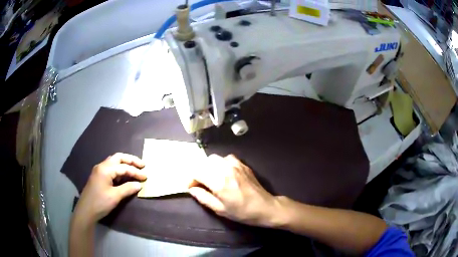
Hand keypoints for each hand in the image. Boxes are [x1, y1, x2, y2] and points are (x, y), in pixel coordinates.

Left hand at [72, 153, 146, 226]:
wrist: (86, 210)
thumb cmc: (100, 203)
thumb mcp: (115, 196)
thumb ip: (127, 188)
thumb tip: (139, 184)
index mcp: (105, 169)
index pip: (123, 167)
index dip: (136, 172)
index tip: (146, 177)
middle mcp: (102, 166)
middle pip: (118, 158)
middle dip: (130, 160)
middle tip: (142, 165)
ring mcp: (99, 170)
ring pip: (113, 162)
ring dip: (124, 164)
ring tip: (135, 169)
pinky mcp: (98, 176)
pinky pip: (110, 168)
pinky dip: (119, 169)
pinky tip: (124, 175)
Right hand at [189, 154, 279, 226]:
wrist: (265, 207)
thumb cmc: (242, 212)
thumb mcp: (220, 210)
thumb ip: (203, 198)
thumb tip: (192, 189)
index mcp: (219, 183)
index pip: (197, 172)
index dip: (191, 179)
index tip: (191, 187)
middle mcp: (226, 170)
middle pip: (204, 162)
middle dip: (199, 172)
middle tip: (201, 183)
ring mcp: (236, 165)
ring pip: (215, 158)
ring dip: (210, 167)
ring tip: (212, 178)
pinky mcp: (243, 165)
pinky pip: (227, 158)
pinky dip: (222, 163)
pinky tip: (225, 173)